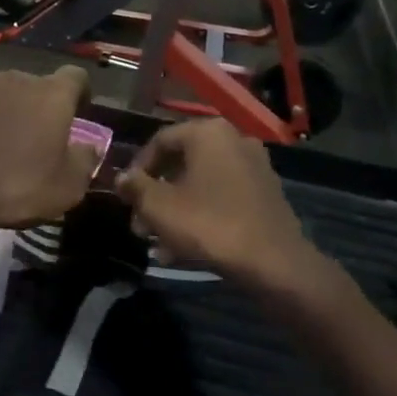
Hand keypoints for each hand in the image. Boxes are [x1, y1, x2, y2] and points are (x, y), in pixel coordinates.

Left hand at [0, 68, 100, 239]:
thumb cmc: (17, 187)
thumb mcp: (67, 187)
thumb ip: (85, 161)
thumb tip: (90, 148)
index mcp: (52, 94)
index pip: (77, 76)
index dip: (82, 93)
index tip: (80, 113)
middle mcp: (17, 80)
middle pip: (38, 85)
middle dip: (43, 105)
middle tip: (42, 135)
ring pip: (4, 93)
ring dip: (10, 110)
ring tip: (6, 141)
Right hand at [117, 119, 346, 298]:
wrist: (274, 262)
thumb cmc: (209, 224)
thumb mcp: (159, 206)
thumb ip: (135, 187)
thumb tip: (122, 178)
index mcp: (207, 133)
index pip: (160, 141)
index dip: (136, 169)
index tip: (125, 196)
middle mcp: (234, 140)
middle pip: (181, 164)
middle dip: (156, 195)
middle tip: (140, 224)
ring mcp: (254, 167)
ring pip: (200, 184)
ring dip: (175, 209)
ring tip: (158, 242)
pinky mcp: (266, 193)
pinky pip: (222, 197)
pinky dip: (201, 214)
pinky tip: (184, 248)